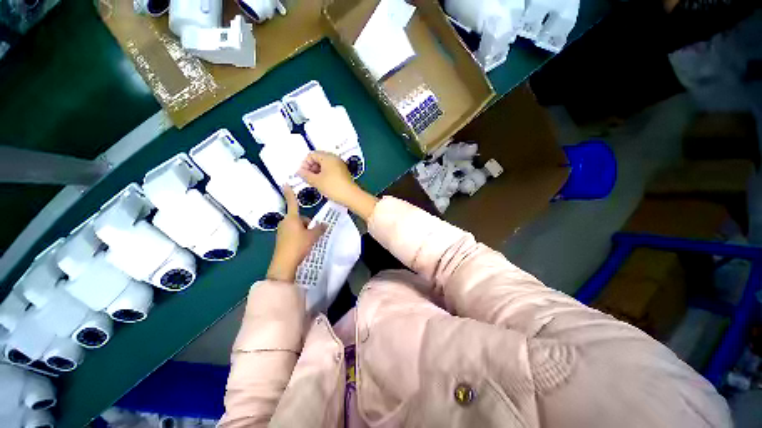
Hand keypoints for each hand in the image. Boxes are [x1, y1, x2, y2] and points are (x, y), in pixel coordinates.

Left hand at [266, 185, 326, 282]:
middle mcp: (285, 222)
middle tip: (314, 233)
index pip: (292, 202)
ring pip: (297, 226)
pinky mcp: (281, 239)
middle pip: (299, 218)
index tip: (285, 183)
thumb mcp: (312, 236)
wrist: (284, 263)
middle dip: (307, 223)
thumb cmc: (299, 245)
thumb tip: (324, 224)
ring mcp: (282, 231)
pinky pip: (293, 233)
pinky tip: (303, 245)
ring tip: (309, 240)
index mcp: (292, 218)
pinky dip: (299, 236)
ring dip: (304, 230)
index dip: (290, 193)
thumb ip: (319, 228)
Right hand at [298, 151, 378, 220]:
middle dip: (311, 167)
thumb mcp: (316, 181)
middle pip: (318, 158)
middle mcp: (334, 158)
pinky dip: (324, 174)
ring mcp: (340, 165)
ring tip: (315, 182)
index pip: (312, 155)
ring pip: (324, 165)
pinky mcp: (343, 172)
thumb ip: (305, 175)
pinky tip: (323, 183)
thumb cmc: (332, 187)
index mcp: (327, 157)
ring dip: (317, 171)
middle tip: (308, 179)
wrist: (351, 196)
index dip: (305, 164)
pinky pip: (331, 169)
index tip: (303, 175)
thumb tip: (299, 171)